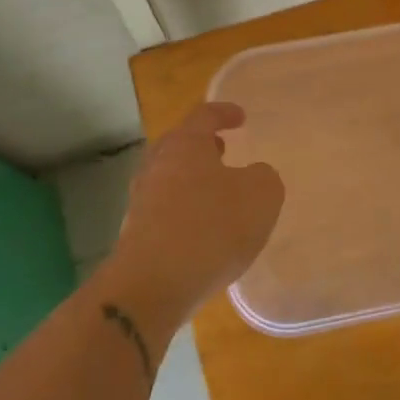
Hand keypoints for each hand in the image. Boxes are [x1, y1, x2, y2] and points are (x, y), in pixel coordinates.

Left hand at [114, 102, 284, 315]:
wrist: (152, 286)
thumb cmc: (211, 227)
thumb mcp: (261, 196)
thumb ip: (264, 177)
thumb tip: (254, 176)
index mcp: (185, 145)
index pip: (204, 116)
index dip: (224, 113)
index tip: (240, 118)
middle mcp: (158, 165)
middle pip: (179, 144)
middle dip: (201, 145)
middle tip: (222, 149)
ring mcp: (141, 201)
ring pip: (169, 178)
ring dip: (191, 179)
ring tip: (216, 192)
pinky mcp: (135, 235)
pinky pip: (164, 211)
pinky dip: (183, 211)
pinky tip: (201, 230)